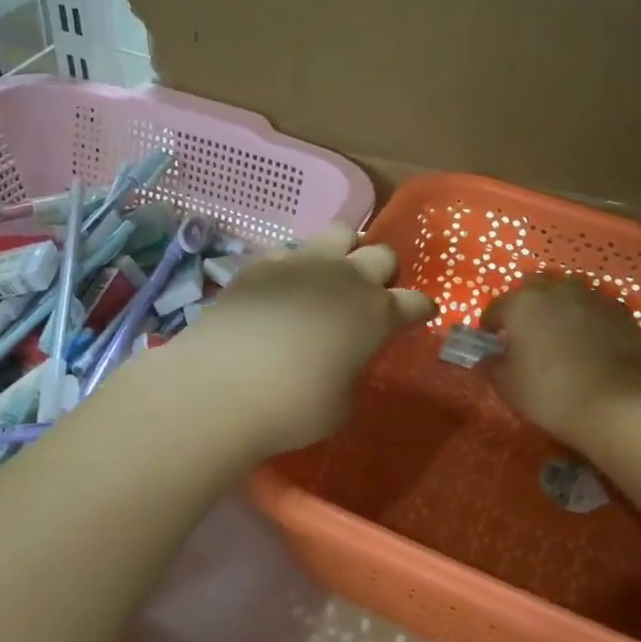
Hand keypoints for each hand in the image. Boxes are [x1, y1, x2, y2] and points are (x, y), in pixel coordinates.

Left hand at [181, 224, 434, 456]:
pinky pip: (289, 251)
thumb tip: (341, 367)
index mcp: (376, 314)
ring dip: (345, 251)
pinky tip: (284, 288)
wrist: (220, 387)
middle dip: (384, 273)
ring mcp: (301, 264)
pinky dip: (295, 266)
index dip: (420, 309)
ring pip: (339, 233)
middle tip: (373, 294)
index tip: (420, 315)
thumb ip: (350, 377)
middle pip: (382, 255)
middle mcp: (345, 278)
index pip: (414, 302)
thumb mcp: (339, 408)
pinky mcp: (261, 264)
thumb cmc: (292, 408)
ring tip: (334, 273)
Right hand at [483, 276, 640, 446]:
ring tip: (560, 335)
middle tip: (527, 335)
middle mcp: (554, 290)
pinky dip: (587, 319)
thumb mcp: (508, 386)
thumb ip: (491, 365)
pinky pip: (594, 308)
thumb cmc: (550, 392)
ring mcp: (590, 296)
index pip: (495, 308)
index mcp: (520, 304)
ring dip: (558, 308)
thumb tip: (489, 358)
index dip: (490, 327)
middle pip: (531, 290)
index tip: (492, 344)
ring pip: (566, 293)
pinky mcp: (619, 310)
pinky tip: (590, 342)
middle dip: (525, 308)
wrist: (616, 402)